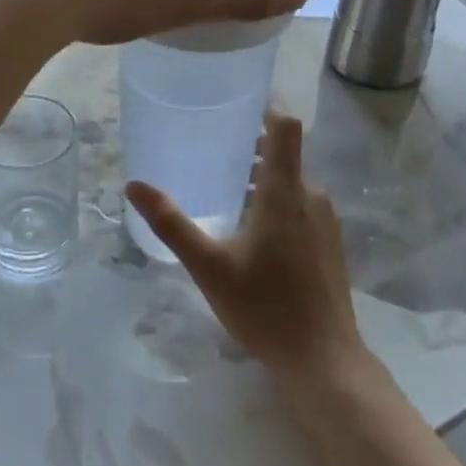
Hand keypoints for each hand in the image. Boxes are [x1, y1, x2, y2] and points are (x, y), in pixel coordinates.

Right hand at [126, 111, 365, 383]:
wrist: (323, 359)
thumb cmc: (264, 306)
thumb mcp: (209, 266)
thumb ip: (172, 223)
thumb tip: (134, 185)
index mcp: (283, 192)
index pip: (284, 127)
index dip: (265, 109)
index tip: (236, 106)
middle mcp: (311, 196)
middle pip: (283, 155)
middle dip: (250, 151)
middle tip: (212, 157)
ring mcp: (326, 221)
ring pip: (293, 183)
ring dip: (262, 181)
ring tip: (226, 196)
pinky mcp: (331, 244)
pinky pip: (303, 207)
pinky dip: (278, 204)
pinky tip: (254, 235)